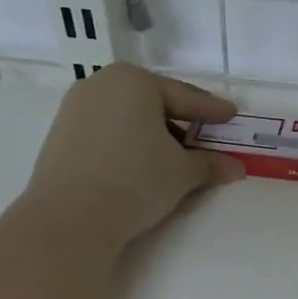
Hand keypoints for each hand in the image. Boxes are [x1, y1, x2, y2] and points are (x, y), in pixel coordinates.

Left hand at [22, 64, 243, 246]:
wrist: (70, 217)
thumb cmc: (135, 179)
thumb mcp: (183, 172)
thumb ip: (210, 164)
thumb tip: (236, 168)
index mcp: (134, 81)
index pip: (185, 97)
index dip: (212, 110)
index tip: (232, 115)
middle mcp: (101, 84)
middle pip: (154, 102)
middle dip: (182, 121)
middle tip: (206, 136)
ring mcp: (75, 109)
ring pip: (129, 117)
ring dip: (155, 134)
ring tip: (175, 156)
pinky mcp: (61, 136)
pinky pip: (107, 132)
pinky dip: (129, 143)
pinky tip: (142, 164)